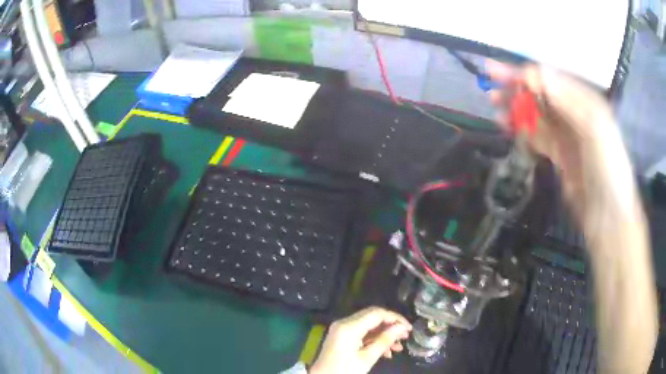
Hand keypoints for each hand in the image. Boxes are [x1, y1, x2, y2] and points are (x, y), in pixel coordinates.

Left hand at [309, 307, 411, 373]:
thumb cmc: (344, 370)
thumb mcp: (367, 358)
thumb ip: (384, 340)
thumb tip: (401, 327)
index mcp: (349, 327)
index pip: (377, 313)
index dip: (395, 318)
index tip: (409, 328)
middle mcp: (344, 323)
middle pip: (373, 317)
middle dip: (391, 325)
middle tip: (405, 336)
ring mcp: (341, 329)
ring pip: (368, 325)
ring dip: (384, 334)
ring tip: (398, 347)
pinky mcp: (341, 336)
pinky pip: (361, 332)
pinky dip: (374, 339)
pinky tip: (386, 352)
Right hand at [486, 62, 633, 219]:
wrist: (608, 218)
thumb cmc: (608, 170)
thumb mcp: (593, 129)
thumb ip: (566, 100)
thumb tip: (536, 72)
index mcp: (585, 102)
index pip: (552, 80)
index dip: (527, 75)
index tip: (501, 76)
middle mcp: (575, 114)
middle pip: (542, 95)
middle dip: (517, 89)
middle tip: (490, 86)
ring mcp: (567, 135)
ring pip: (538, 115)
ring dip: (517, 110)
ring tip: (495, 109)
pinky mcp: (560, 155)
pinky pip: (538, 136)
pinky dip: (523, 130)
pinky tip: (509, 127)